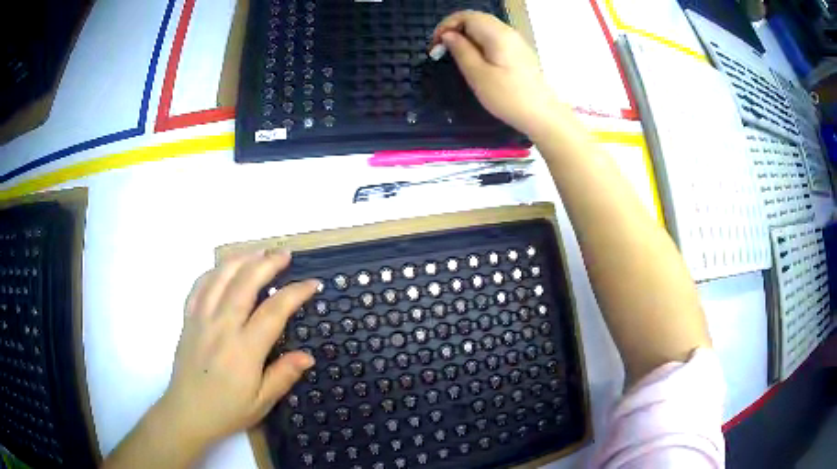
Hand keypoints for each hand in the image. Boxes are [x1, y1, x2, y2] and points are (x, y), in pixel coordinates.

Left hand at [158, 250, 316, 447]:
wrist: (187, 412)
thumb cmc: (227, 410)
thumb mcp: (262, 402)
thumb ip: (284, 375)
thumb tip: (308, 356)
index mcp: (244, 349)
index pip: (274, 310)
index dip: (296, 292)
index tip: (312, 284)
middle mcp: (222, 326)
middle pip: (245, 282)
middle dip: (268, 263)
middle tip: (285, 254)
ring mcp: (202, 319)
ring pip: (220, 277)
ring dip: (242, 259)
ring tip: (258, 251)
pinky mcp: (188, 319)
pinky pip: (200, 286)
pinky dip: (214, 271)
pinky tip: (224, 268)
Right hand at [431, 11, 563, 140]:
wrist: (542, 115)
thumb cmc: (508, 97)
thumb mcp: (477, 75)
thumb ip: (461, 50)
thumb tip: (448, 35)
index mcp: (497, 34)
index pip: (466, 16)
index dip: (446, 25)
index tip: (435, 45)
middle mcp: (508, 32)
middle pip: (475, 19)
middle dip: (454, 30)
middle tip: (441, 50)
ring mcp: (515, 41)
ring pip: (484, 28)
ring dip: (466, 37)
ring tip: (455, 55)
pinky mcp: (518, 52)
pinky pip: (493, 38)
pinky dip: (478, 43)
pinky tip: (474, 60)